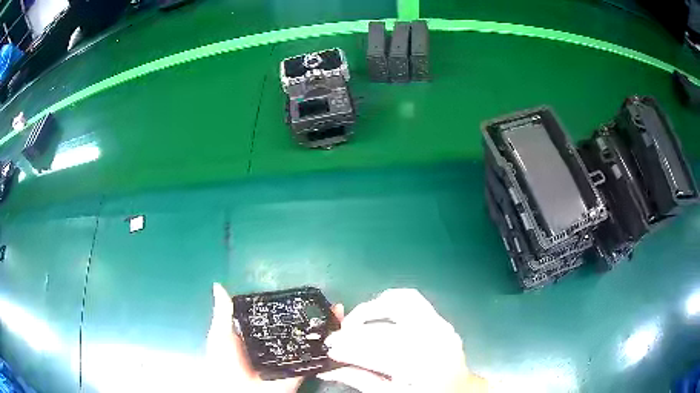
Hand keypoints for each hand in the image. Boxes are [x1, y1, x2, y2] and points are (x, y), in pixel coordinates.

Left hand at [205, 283, 344, 392]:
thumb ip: (224, 314)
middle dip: (313, 316)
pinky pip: (317, 359)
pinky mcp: (301, 371)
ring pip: (311, 341)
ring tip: (339, 311)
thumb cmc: (225, 364)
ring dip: (326, 328)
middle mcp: (277, 346)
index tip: (303, 293)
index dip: (290, 306)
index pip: (276, 317)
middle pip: (298, 328)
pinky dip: (331, 348)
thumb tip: (219, 285)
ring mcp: (290, 359)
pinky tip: (341, 333)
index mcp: (258, 336)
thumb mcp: (221, 336)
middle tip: (328, 301)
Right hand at [318, 289, 487, 392]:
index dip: (349, 348)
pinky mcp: (441, 320)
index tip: (329, 348)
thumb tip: (328, 368)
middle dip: (354, 332)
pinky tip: (375, 312)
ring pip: (401, 301)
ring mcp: (441, 326)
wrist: (459, 390)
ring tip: (353, 322)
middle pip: (385, 327)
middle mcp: (434, 341)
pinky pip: (412, 300)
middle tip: (336, 338)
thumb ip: (360, 379)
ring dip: (371, 309)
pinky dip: (389, 301)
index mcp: (422, 367)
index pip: (376, 351)